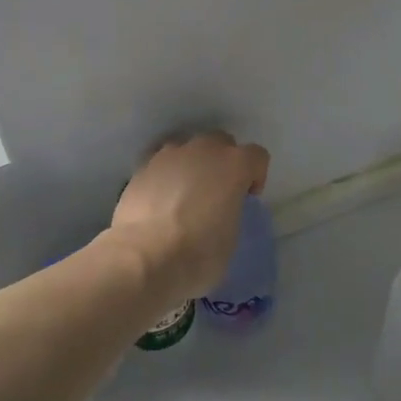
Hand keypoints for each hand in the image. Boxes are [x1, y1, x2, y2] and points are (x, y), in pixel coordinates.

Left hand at [104, 131, 269, 304]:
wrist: (143, 257)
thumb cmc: (198, 253)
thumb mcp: (232, 238)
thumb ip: (231, 212)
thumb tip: (221, 212)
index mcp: (234, 165)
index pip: (257, 156)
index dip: (255, 176)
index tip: (246, 198)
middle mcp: (204, 149)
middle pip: (222, 142)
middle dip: (223, 162)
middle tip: (216, 193)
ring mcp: (170, 154)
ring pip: (189, 148)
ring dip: (192, 165)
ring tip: (184, 196)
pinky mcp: (143, 166)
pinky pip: (162, 163)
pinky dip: (166, 176)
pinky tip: (160, 201)